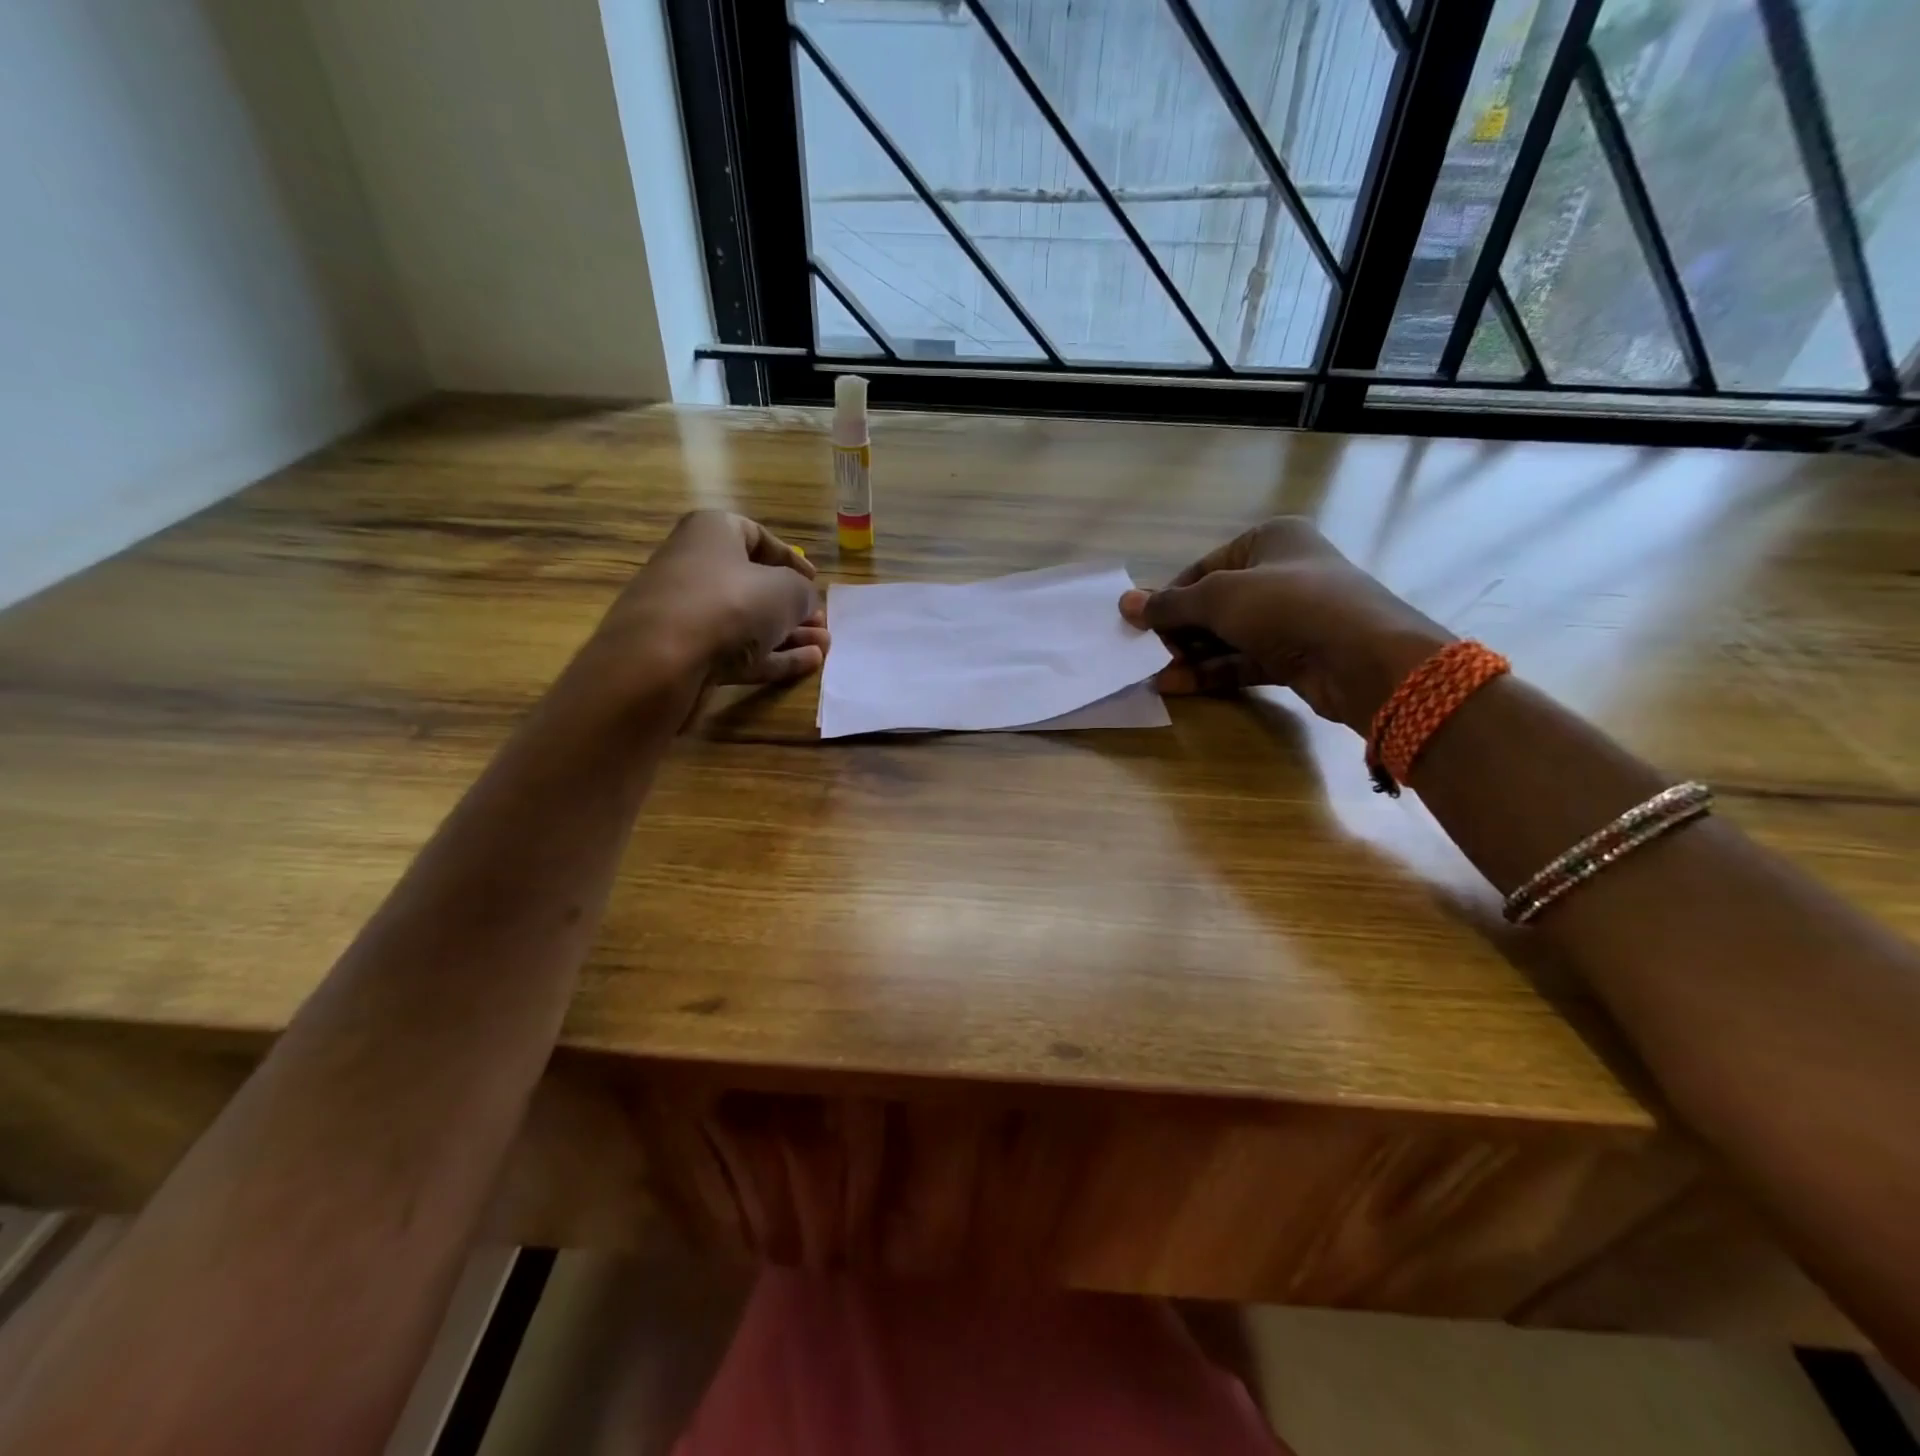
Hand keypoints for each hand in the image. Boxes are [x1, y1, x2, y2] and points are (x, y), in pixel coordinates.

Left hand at [587, 511, 827, 707]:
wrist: (661, 661)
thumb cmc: (730, 604)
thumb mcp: (786, 590)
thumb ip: (803, 592)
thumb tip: (803, 601)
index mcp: (712, 533)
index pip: (756, 536)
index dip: (791, 558)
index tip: (815, 580)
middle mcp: (695, 567)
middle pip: (753, 583)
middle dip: (793, 605)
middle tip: (821, 621)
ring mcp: (689, 614)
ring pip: (748, 621)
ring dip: (789, 634)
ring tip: (825, 646)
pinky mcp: (688, 655)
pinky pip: (738, 651)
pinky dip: (773, 657)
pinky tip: (808, 665)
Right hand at [1120, 517, 1449, 732]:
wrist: (1362, 657)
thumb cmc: (1288, 605)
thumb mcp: (1220, 597)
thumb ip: (1171, 604)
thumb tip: (1125, 603)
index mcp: (1269, 540)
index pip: (1204, 568)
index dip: (1170, 597)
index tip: (1140, 624)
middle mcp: (1281, 574)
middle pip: (1214, 604)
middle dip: (1179, 631)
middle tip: (1146, 653)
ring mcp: (1290, 618)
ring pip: (1227, 636)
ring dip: (1190, 656)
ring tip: (1153, 674)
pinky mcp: (1295, 656)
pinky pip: (1243, 661)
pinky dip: (1211, 673)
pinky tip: (1176, 685)